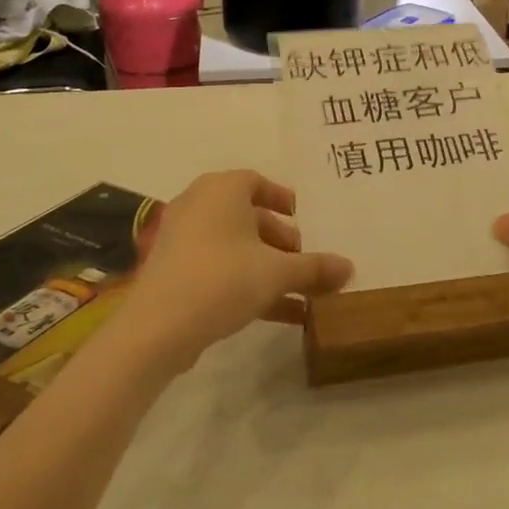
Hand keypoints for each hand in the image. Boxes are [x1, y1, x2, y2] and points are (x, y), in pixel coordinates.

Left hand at [127, 170, 352, 368]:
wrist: (158, 327)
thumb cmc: (223, 279)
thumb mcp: (277, 272)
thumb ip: (315, 268)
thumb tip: (350, 267)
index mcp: (222, 190)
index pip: (256, 181)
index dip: (282, 198)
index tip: (303, 217)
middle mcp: (199, 206)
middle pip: (248, 217)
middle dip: (281, 240)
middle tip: (305, 261)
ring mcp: (184, 240)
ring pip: (236, 247)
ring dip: (269, 267)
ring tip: (302, 292)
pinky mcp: (176, 273)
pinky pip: (220, 270)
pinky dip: (248, 284)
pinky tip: (283, 315)